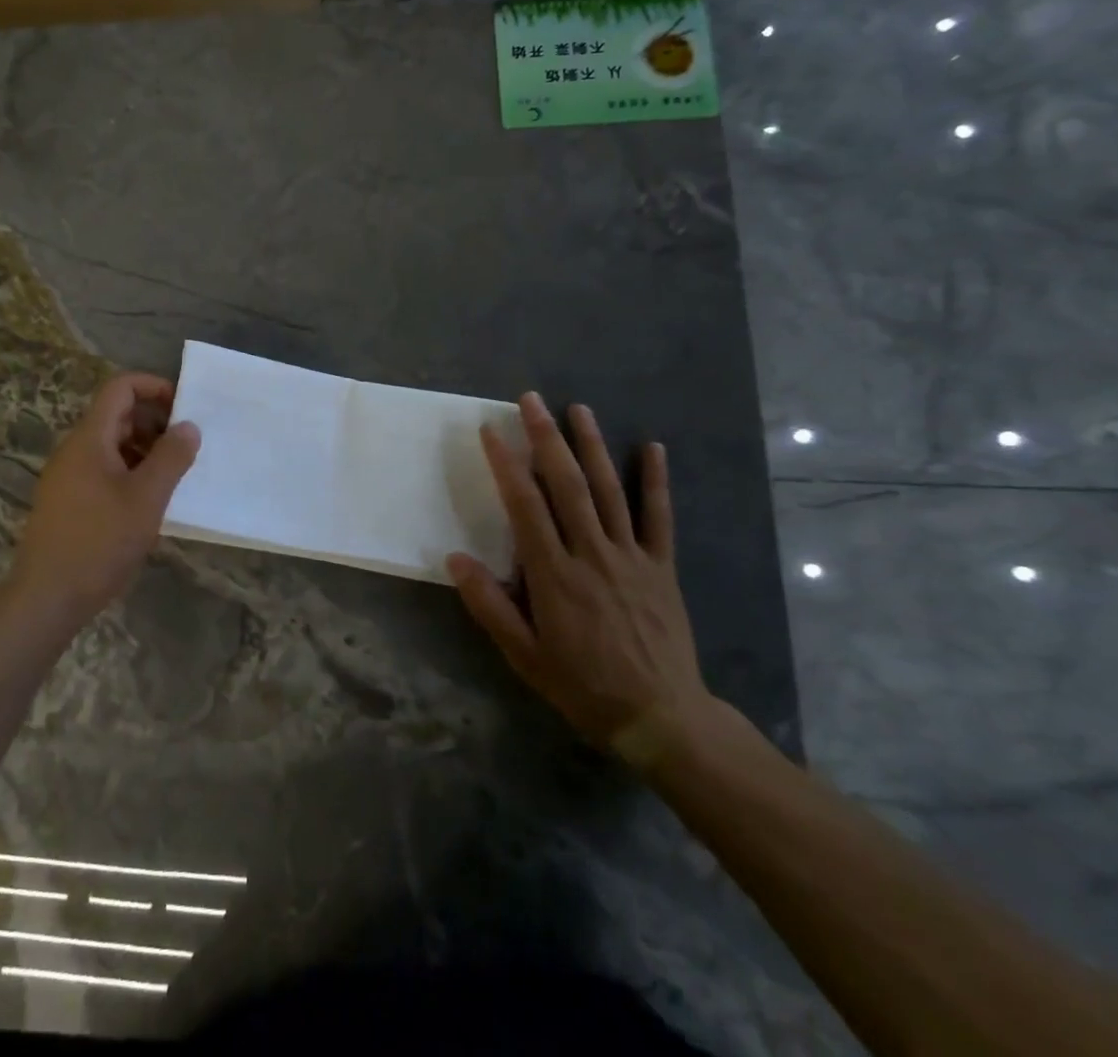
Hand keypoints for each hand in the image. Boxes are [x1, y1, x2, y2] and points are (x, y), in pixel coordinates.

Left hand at [10, 373, 200, 620]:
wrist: (46, 598)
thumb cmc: (100, 541)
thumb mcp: (147, 498)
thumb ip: (171, 457)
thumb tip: (189, 426)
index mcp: (90, 438)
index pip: (120, 388)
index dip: (153, 387)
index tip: (184, 407)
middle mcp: (75, 450)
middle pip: (117, 416)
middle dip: (155, 422)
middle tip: (186, 447)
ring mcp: (67, 477)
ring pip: (112, 446)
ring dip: (145, 451)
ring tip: (174, 476)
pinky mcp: (67, 502)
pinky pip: (103, 471)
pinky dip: (130, 473)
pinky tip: (149, 502)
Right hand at [448, 394, 714, 768]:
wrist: (661, 718)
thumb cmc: (583, 686)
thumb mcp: (525, 656)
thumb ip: (489, 605)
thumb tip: (455, 558)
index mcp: (554, 575)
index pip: (525, 506)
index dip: (506, 464)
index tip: (492, 430)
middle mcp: (592, 554)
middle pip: (567, 485)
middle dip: (547, 438)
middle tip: (531, 400)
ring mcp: (631, 557)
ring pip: (609, 490)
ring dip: (592, 445)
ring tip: (578, 409)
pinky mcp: (661, 567)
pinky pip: (659, 517)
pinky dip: (655, 481)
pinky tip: (652, 447)